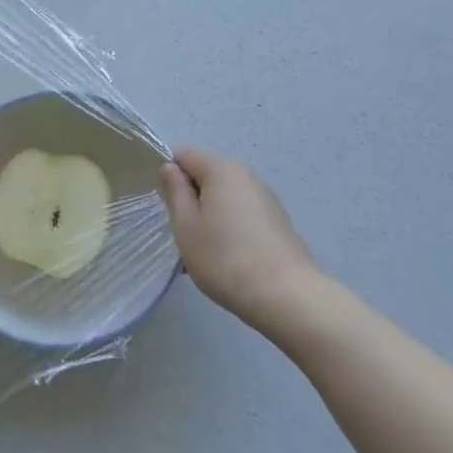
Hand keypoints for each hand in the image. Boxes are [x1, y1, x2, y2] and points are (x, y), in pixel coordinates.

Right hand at [158, 148, 323, 328]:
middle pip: (206, 177)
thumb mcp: (185, 225)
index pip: (184, 156)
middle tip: (183, 235)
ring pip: (224, 200)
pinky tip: (227, 262)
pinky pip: (242, 217)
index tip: (166, 207)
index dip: (169, 177)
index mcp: (222, 169)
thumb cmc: (224, 257)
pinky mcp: (278, 223)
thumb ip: (175, 191)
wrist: (286, 296)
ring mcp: (266, 199)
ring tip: (203, 256)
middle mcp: (247, 176)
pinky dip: (229, 231)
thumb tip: (170, 168)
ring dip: (209, 219)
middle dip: (191, 201)